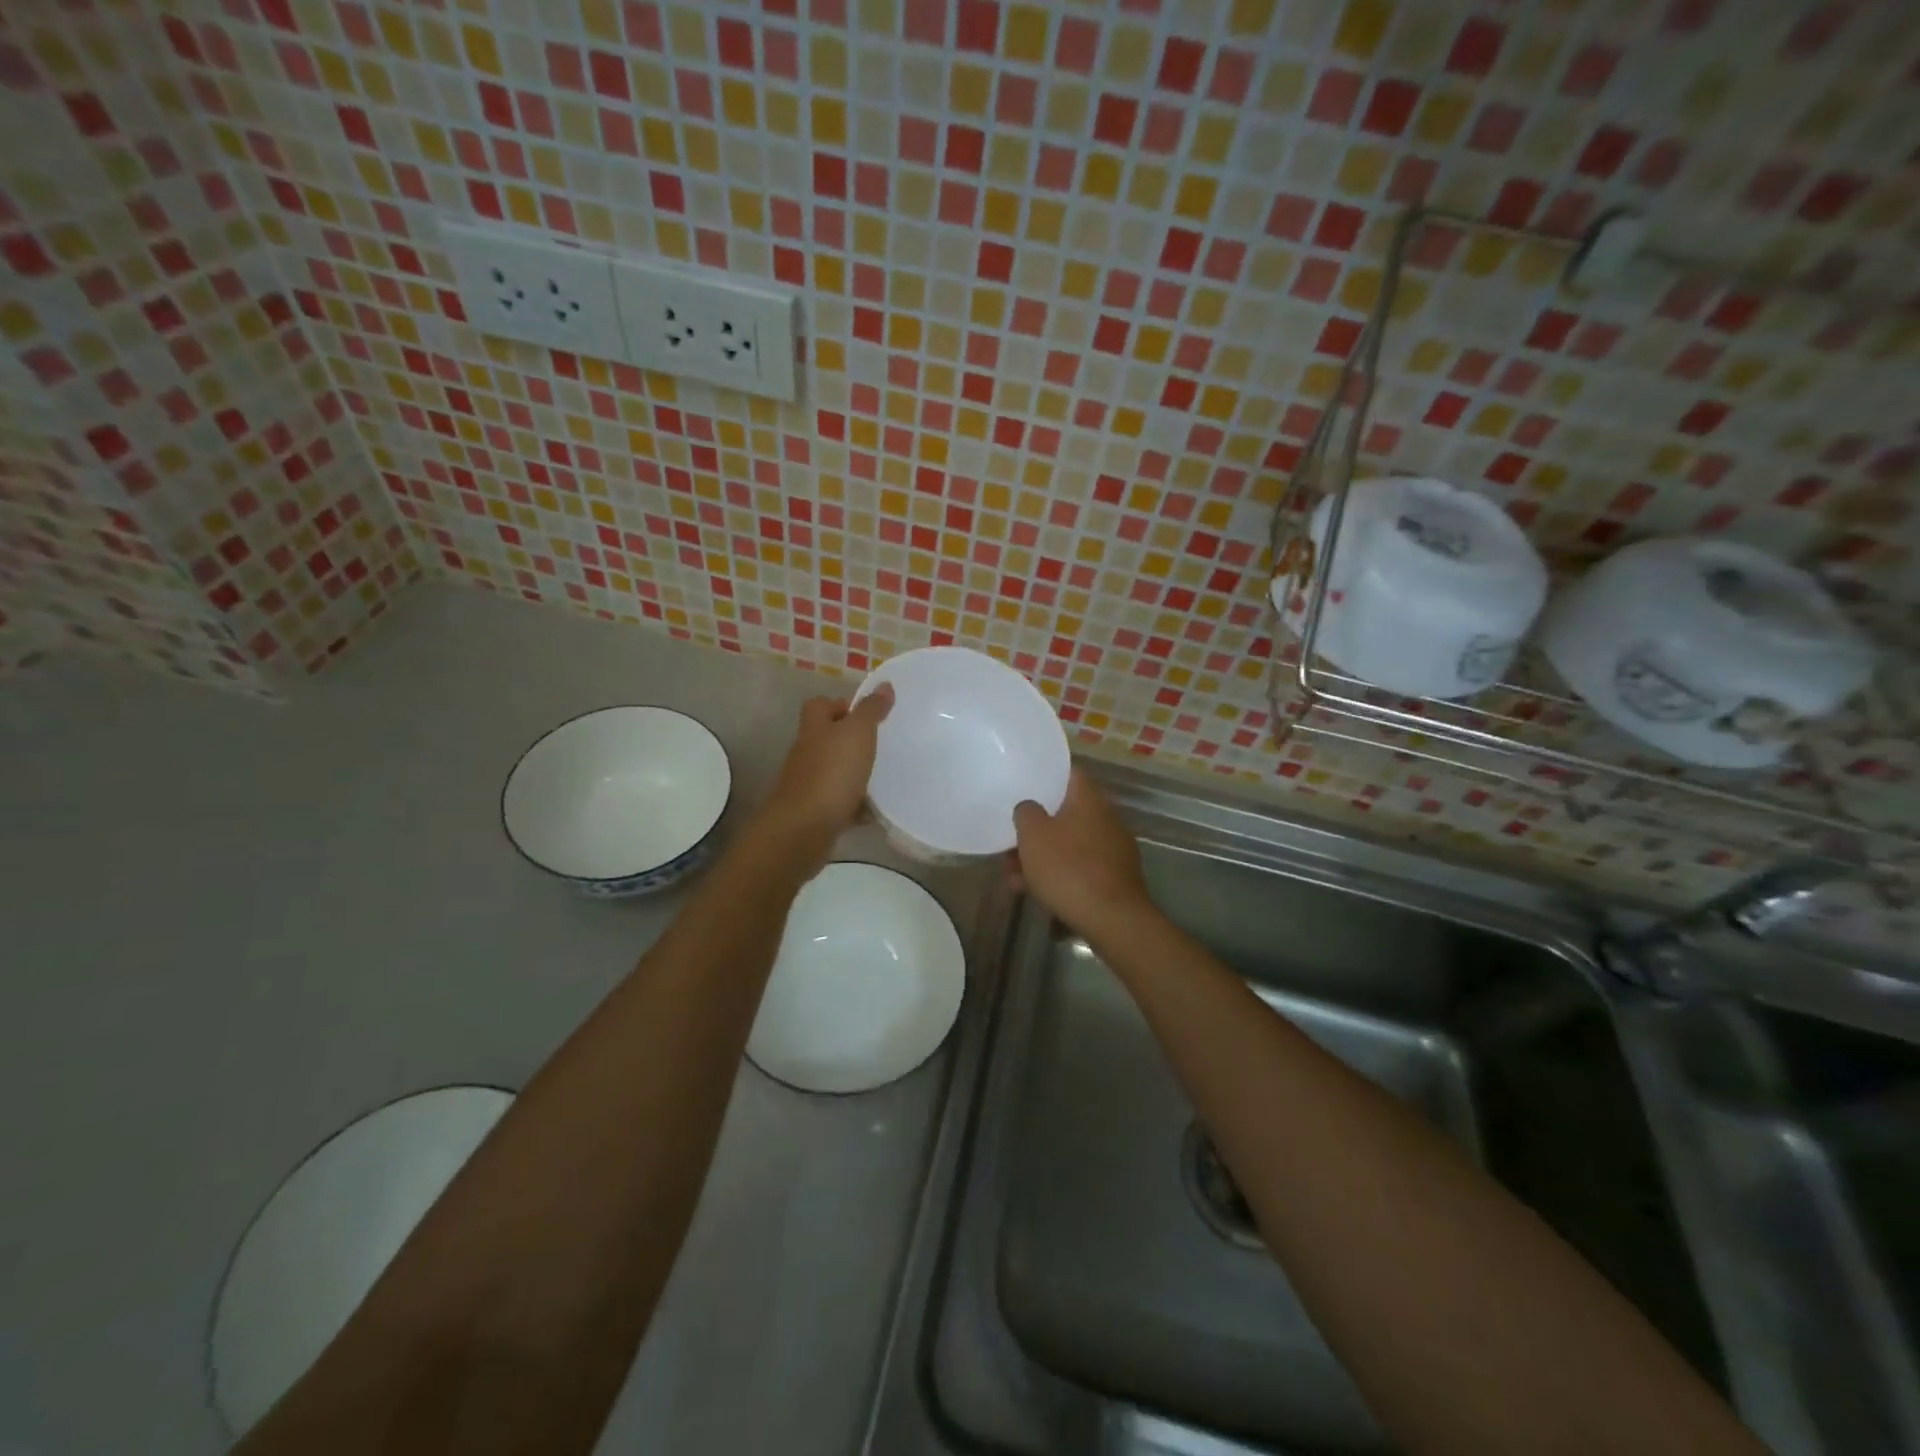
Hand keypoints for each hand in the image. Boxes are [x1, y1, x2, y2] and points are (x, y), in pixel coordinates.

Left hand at [757, 686, 893, 856]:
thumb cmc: (832, 773)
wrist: (804, 829)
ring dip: (853, 774)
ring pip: (833, 771)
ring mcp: (807, 784)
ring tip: (882, 777)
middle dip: (851, 741)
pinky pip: (838, 802)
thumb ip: (871, 710)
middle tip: (880, 745)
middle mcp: (806, 753)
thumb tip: (885, 684)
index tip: (865, 714)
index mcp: (814, 728)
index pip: (819, 705)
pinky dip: (854, 805)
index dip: (839, 705)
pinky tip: (872, 811)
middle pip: (826, 738)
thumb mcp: (858, 733)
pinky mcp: (814, 812)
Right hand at [1009, 770, 1149, 934]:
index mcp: (1089, 798)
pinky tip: (1034, 892)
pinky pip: (1079, 866)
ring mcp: (1113, 848)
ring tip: (1013, 877)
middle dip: (1035, 828)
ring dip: (1041, 856)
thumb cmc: (1068, 867)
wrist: (1112, 918)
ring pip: (1068, 843)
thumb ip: (1026, 812)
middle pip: (1065, 813)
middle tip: (1010, 841)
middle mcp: (1106, 817)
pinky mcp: (1114, 876)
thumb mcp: (1033, 835)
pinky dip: (1058, 874)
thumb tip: (1030, 807)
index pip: (1068, 773)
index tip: (1023, 784)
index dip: (1045, 776)